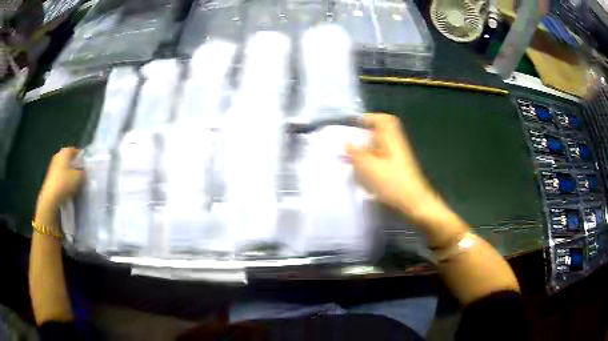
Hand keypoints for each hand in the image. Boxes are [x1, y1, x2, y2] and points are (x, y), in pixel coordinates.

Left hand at [37, 147, 83, 210]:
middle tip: (81, 174)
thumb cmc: (65, 183)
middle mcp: (58, 155)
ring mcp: (53, 166)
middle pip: (69, 159)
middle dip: (75, 165)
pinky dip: (64, 179)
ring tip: (75, 183)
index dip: (81, 157)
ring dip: (69, 173)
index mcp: (65, 152)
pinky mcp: (50, 176)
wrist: (51, 197)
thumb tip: (84, 172)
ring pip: (64, 167)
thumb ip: (83, 172)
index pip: (75, 151)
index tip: (86, 166)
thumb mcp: (79, 177)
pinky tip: (68, 188)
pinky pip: (60, 175)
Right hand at [346, 114, 448, 226]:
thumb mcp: (370, 168)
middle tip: (353, 142)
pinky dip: (373, 160)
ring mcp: (399, 157)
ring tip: (355, 158)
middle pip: (383, 132)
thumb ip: (357, 154)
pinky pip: (383, 158)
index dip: (370, 118)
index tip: (355, 124)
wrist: (414, 203)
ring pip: (382, 146)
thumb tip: (347, 143)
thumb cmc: (393, 183)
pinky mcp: (398, 169)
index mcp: (391, 140)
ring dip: (369, 148)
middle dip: (367, 134)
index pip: (383, 120)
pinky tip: (365, 172)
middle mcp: (396, 145)